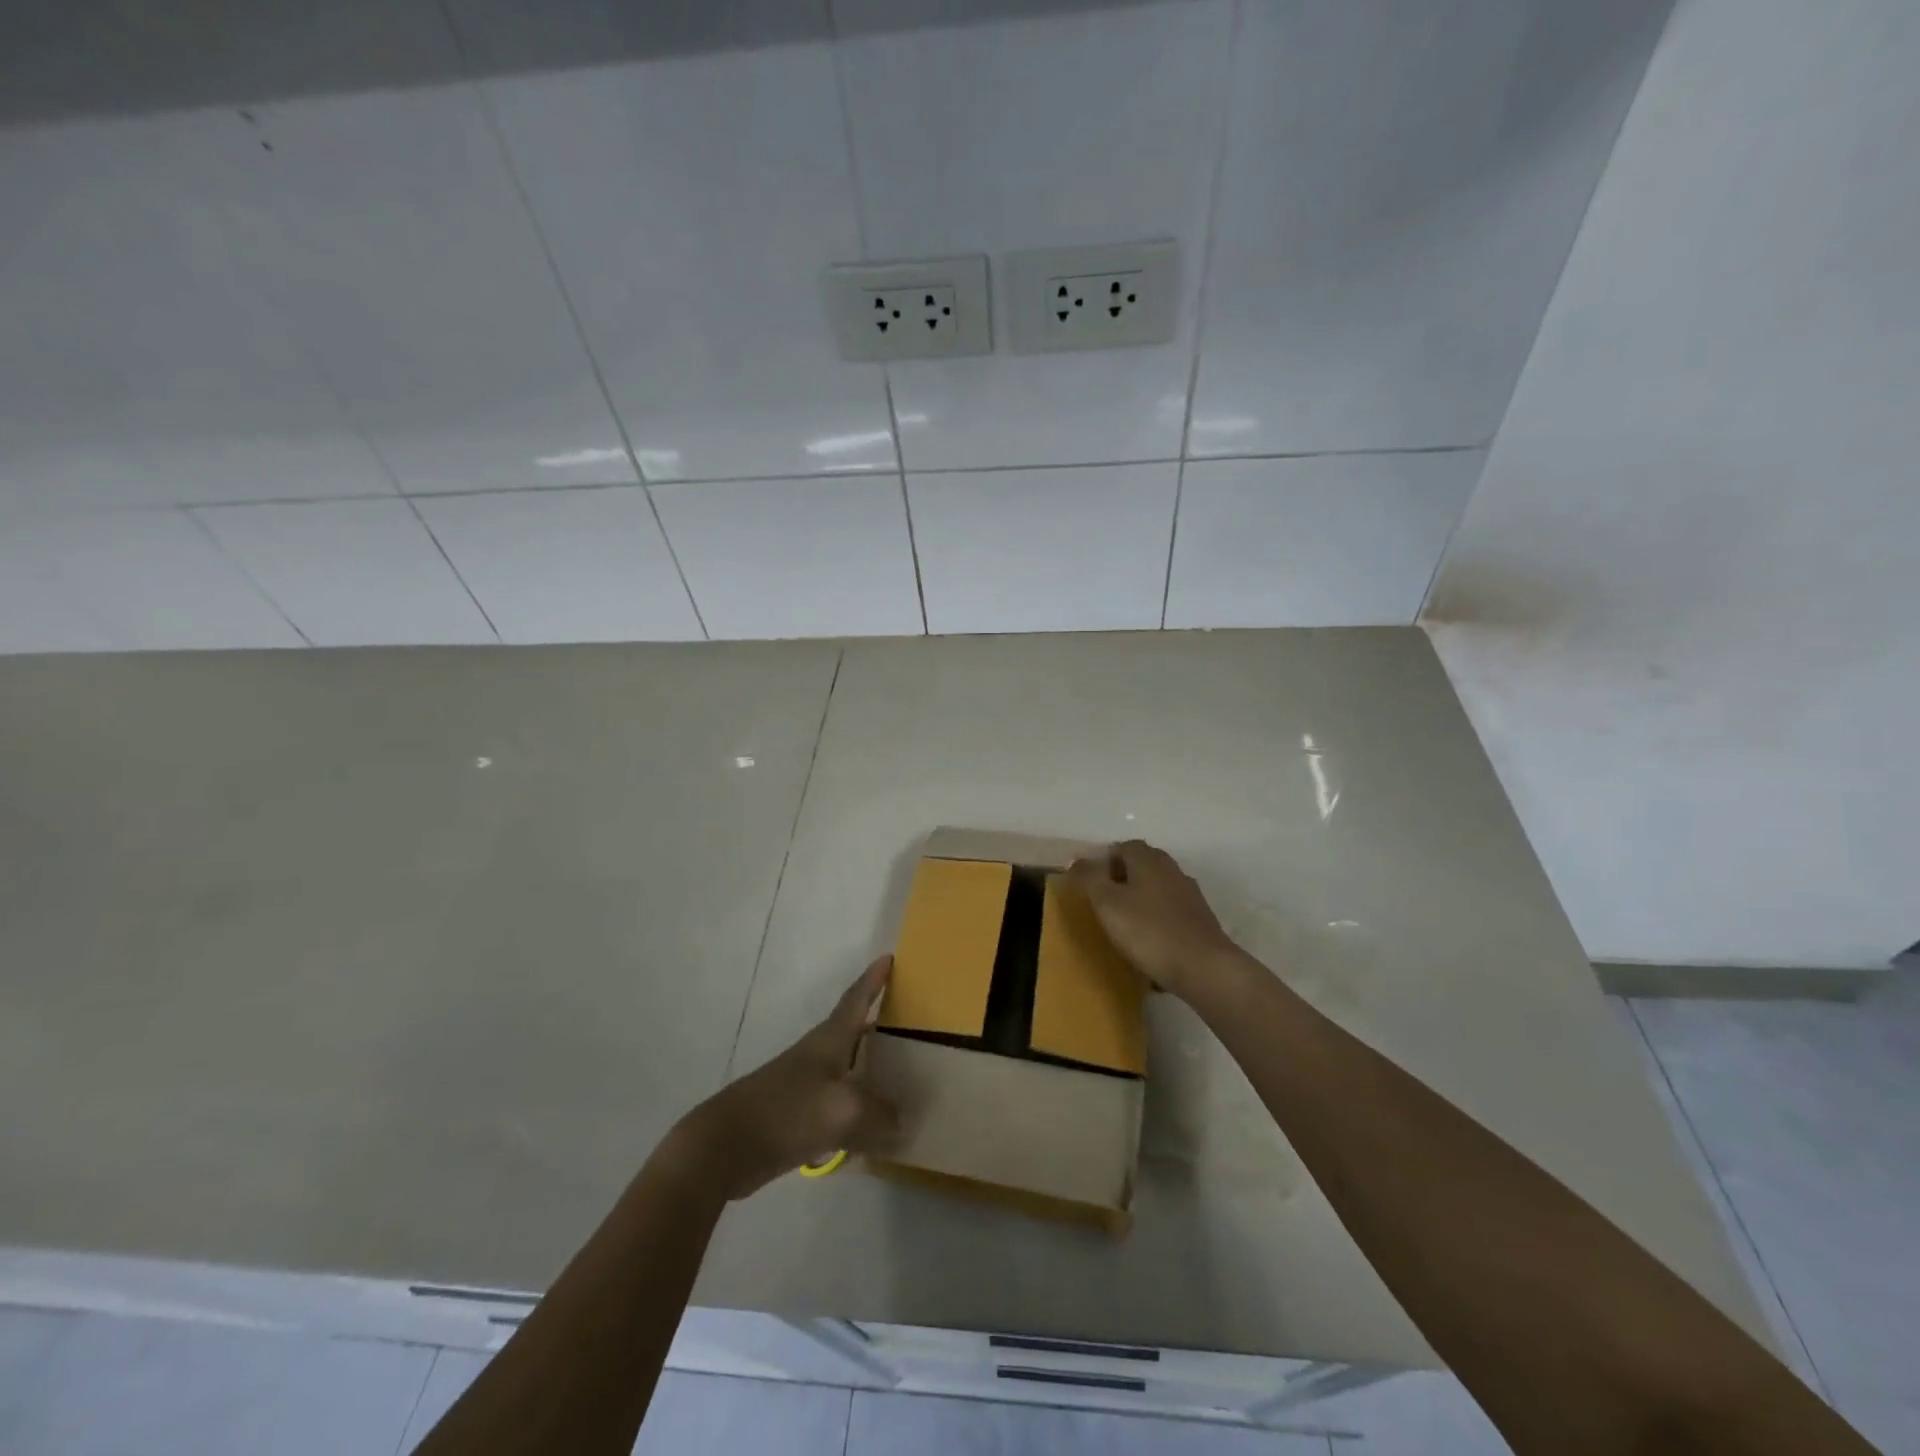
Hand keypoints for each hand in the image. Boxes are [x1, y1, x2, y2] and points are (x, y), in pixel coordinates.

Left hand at [666, 956, 898, 1200]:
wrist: (725, 1146)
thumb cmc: (787, 1112)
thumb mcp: (845, 1111)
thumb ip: (879, 1114)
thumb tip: (898, 1122)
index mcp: (829, 1041)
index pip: (856, 1000)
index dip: (873, 979)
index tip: (888, 957)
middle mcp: (818, 1056)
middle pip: (852, 1032)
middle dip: (876, 1024)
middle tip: (907, 1022)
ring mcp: (803, 1086)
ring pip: (846, 1070)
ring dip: (868, 1069)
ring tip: (896, 1077)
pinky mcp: (795, 1117)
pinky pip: (837, 1106)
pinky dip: (856, 1110)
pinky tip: (869, 1129)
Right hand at [1067, 840, 1240, 1000]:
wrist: (1203, 967)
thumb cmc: (1148, 931)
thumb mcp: (1107, 903)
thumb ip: (1089, 877)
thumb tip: (1077, 859)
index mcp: (1148, 859)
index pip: (1123, 847)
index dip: (1104, 861)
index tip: (1090, 882)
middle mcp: (1171, 869)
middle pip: (1142, 864)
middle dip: (1121, 877)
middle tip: (1103, 901)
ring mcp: (1189, 893)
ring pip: (1157, 886)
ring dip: (1140, 897)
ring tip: (1123, 921)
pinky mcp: (1200, 918)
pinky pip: (1170, 909)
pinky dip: (1156, 917)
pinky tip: (1149, 939)